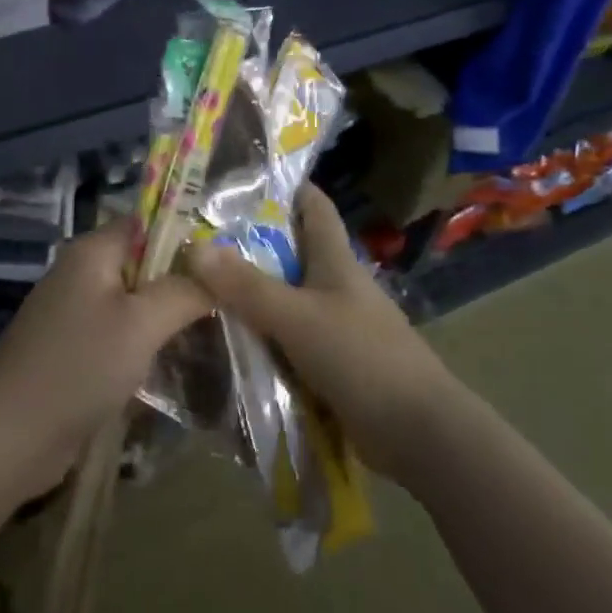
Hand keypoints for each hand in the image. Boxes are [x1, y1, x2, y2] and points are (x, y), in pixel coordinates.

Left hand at [0, 222, 209, 494]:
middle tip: (233, 301)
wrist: (8, 440)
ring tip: (218, 330)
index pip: (151, 222)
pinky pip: (124, 332)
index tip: (231, 262)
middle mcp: (84, 273)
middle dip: (186, 280)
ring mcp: (78, 312)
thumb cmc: (78, 367)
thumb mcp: (141, 324)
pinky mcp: (78, 349)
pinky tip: (182, 360)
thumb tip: (220, 268)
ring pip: (138, 301)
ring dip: (171, 315)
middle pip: (147, 262)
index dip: (190, 235)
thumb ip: (184, 290)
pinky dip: (150, 341)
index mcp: (93, 251)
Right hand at [182, 184, 458, 484]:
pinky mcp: (332, 362)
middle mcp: (336, 285)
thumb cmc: (362, 357)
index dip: (282, 187)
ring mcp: (336, 324)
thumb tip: (194, 249)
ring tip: (199, 289)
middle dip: (249, 245)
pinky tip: (228, 341)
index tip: (237, 180)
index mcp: (336, 260)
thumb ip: (247, 286)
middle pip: (291, 252)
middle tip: (196, 240)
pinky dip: (262, 336)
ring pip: (286, 298)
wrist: (418, 432)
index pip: (312, 205)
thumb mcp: (297, 317)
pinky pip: (288, 339)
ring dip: (251, 295)